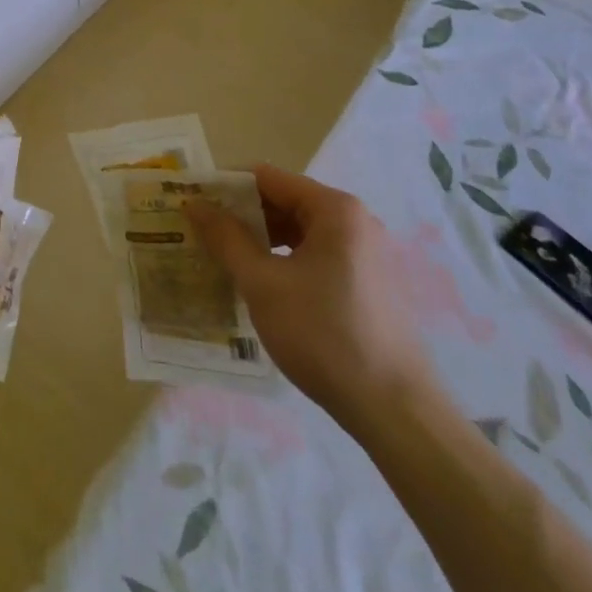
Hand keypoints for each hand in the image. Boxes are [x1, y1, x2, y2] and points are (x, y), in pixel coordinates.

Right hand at [186, 164, 436, 431]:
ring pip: (301, 232)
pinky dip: (287, 262)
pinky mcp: (370, 285)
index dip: (226, 187)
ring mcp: (367, 254)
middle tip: (203, 234)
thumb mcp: (263, 284)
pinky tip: (263, 286)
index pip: (267, 178)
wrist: (397, 413)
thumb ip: (226, 239)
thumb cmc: (324, 336)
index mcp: (334, 209)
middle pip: (286, 202)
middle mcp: (355, 221)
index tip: (194, 203)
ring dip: (263, 241)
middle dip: (243, 216)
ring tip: (225, 260)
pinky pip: (317, 256)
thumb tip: (194, 204)